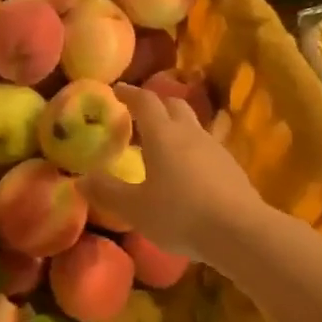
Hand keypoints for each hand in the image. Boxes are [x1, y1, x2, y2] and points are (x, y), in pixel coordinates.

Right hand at [79, 83, 267, 265]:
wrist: (240, 231)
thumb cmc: (180, 215)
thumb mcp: (135, 209)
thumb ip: (108, 192)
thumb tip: (82, 180)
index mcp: (163, 135)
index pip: (145, 102)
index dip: (129, 93)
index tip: (117, 90)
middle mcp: (190, 133)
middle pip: (174, 105)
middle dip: (156, 104)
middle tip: (139, 114)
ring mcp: (215, 148)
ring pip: (193, 125)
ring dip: (176, 126)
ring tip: (163, 143)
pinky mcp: (232, 167)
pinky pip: (207, 147)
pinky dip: (192, 149)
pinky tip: (188, 171)